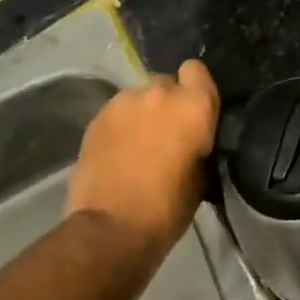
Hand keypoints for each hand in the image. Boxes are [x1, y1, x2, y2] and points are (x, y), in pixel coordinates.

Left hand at [67, 60, 219, 266]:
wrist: (110, 228)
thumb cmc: (167, 208)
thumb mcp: (202, 176)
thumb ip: (200, 142)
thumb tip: (194, 138)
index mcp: (194, 106)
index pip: (197, 70)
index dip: (195, 88)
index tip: (193, 111)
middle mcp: (160, 92)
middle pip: (167, 82)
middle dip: (167, 102)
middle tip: (165, 132)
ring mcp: (125, 101)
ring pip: (139, 96)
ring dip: (142, 113)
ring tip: (137, 143)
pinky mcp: (97, 116)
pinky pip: (117, 111)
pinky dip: (120, 125)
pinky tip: (117, 151)